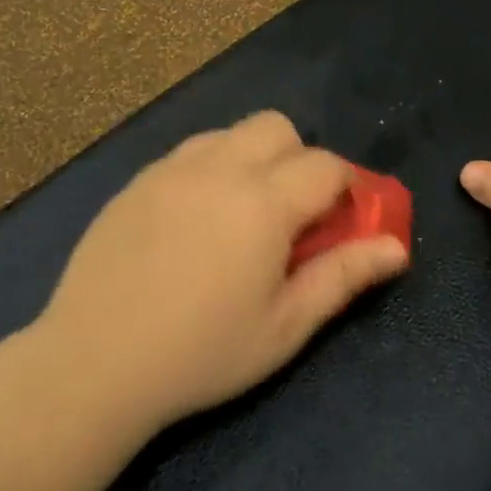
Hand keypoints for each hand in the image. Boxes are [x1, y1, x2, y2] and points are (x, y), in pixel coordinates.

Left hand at [36, 112, 408, 430]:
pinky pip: (189, 153)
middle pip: (278, 127)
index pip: (326, 165)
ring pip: (230, 133)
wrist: (94, 363)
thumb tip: (396, 247)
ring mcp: (171, 170)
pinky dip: (210, 170)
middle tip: (291, 215)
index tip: (342, 222)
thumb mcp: (285, 326)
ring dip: (253, 159)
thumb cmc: (202, 353)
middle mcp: (219, 168)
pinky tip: (195, 221)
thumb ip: (343, 277)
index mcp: (263, 202)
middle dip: (299, 159)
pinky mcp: (136, 182)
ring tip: (242, 215)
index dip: (347, 187)